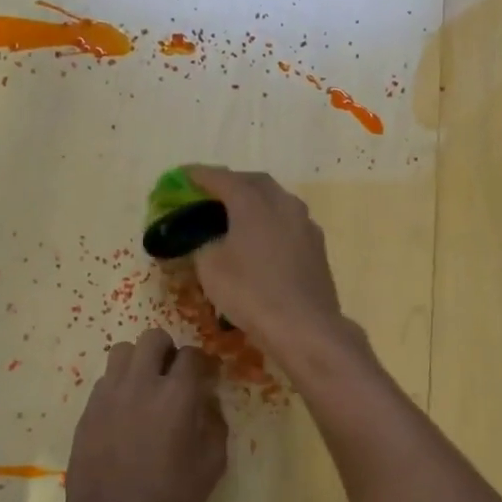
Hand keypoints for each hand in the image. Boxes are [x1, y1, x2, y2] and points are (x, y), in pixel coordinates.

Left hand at [59, 328, 227, 501]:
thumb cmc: (171, 498)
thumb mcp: (212, 464)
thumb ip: (215, 423)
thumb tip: (208, 403)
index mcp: (177, 394)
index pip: (192, 354)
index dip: (202, 363)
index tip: (207, 377)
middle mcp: (141, 383)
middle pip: (153, 338)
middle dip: (168, 350)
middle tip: (174, 376)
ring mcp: (108, 394)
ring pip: (122, 351)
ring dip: (139, 361)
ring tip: (146, 387)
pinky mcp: (87, 410)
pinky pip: (105, 380)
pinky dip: (119, 385)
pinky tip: (126, 412)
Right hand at [183, 166, 348, 359]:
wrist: (304, 326)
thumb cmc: (251, 293)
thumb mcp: (210, 268)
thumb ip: (202, 243)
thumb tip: (206, 239)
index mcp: (254, 202)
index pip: (222, 178)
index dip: (200, 176)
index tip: (184, 176)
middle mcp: (283, 204)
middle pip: (255, 183)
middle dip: (232, 183)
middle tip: (211, 193)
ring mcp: (305, 224)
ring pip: (277, 201)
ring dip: (255, 201)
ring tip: (236, 214)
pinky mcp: (317, 246)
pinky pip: (289, 223)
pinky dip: (271, 222)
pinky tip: (263, 238)